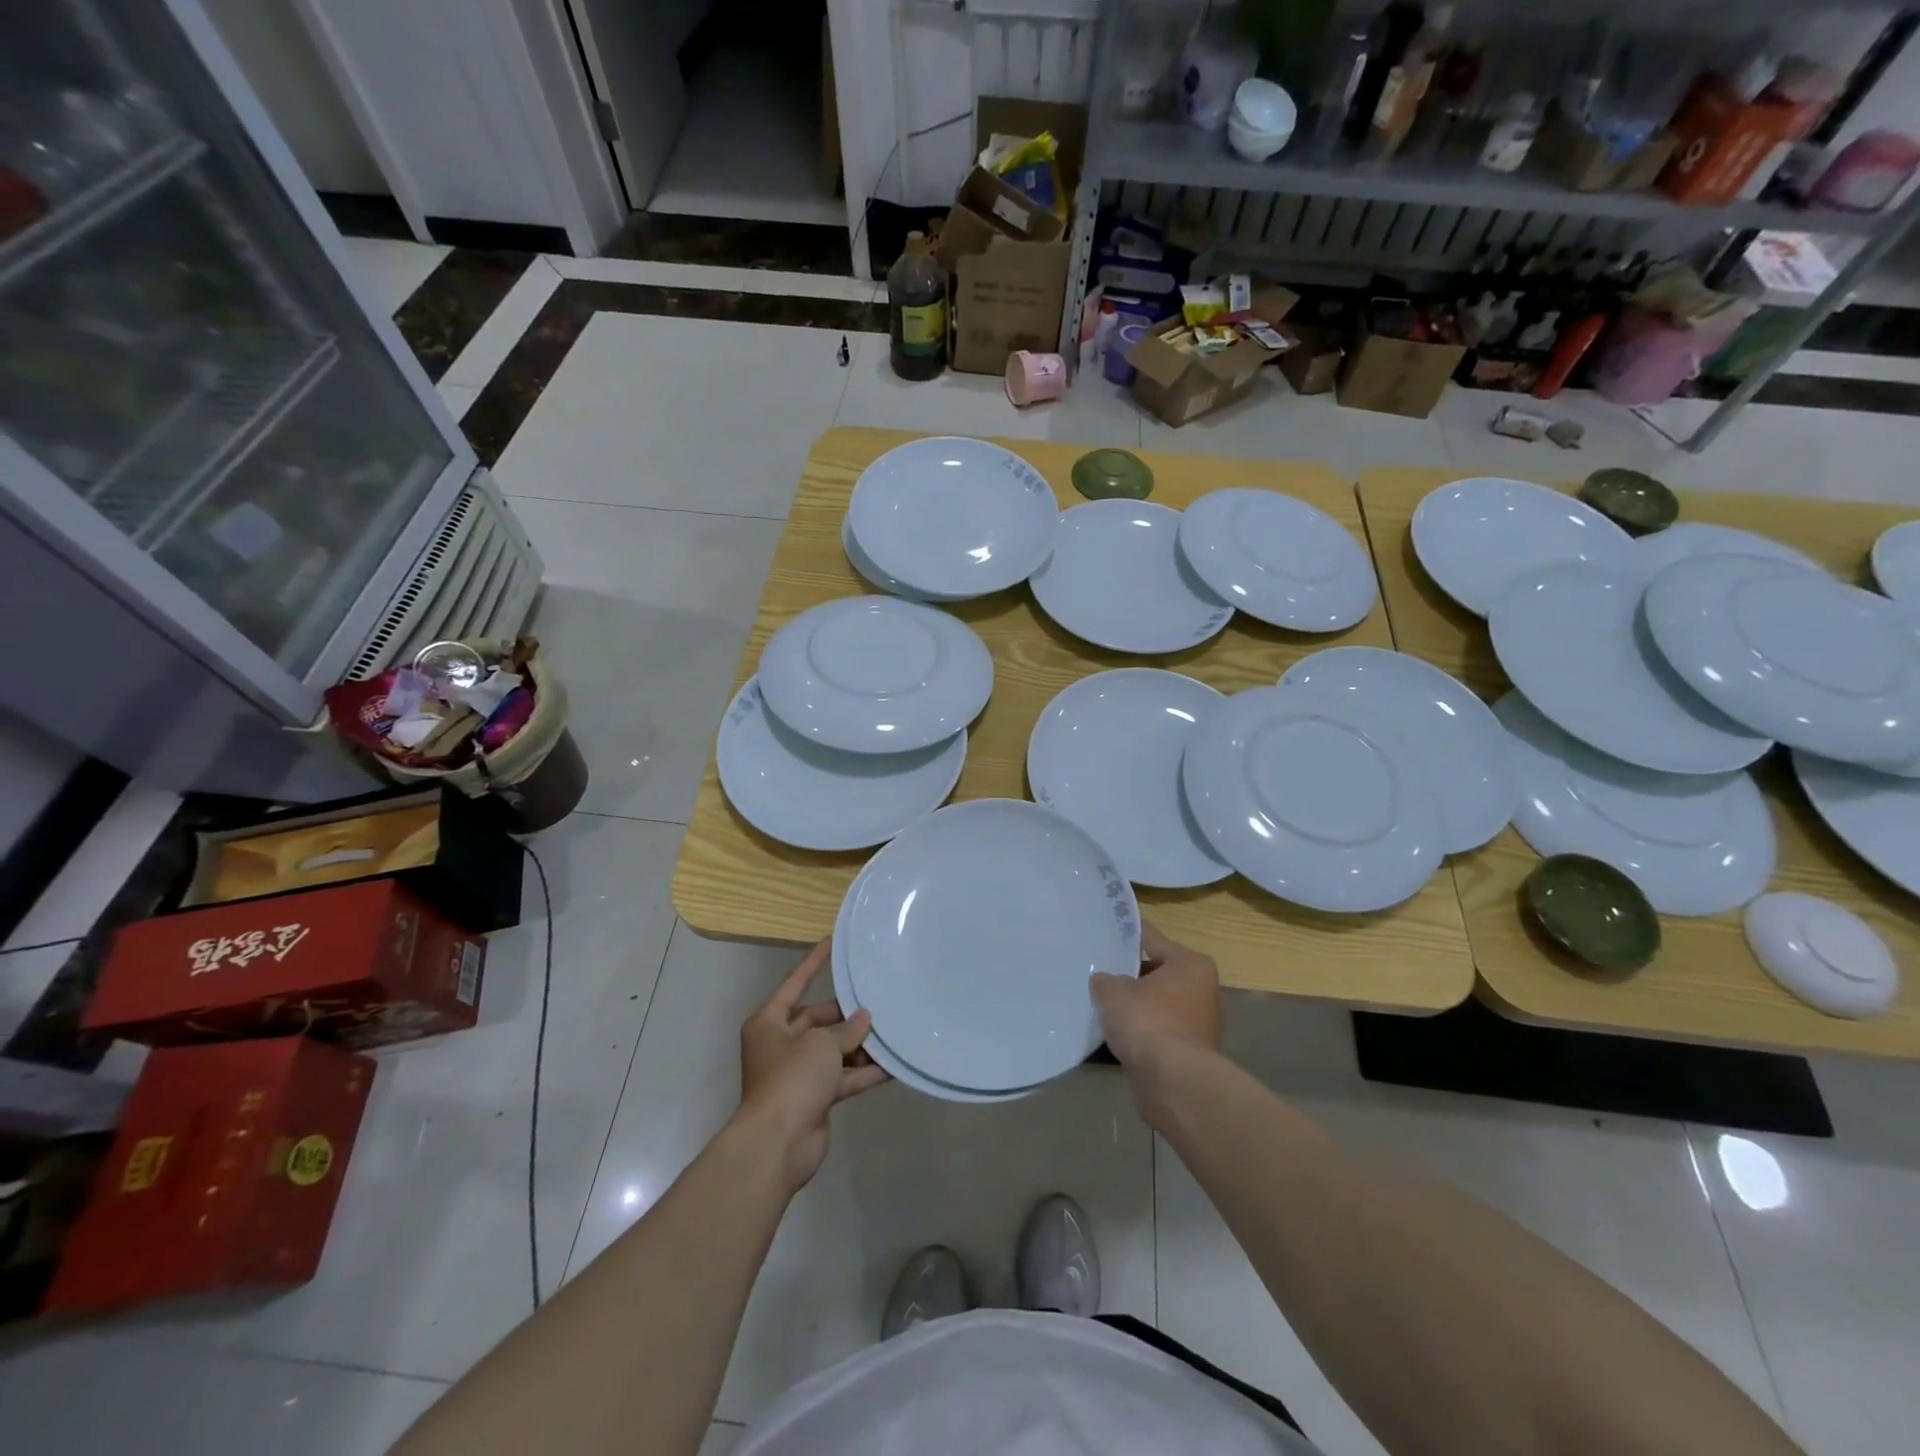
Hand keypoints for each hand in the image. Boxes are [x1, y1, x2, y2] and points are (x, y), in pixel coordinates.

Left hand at [738, 939, 888, 1192]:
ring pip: (834, 1050)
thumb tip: (863, 1019)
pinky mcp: (815, 1097)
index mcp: (770, 1022)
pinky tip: (894, 1065)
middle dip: (847, 1014)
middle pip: (818, 1019)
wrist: (778, 1143)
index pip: (795, 983)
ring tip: (892, 1029)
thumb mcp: (821, 1043)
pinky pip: (844, 1077)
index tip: (833, 941)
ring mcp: (799, 1073)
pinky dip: (865, 1072)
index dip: (814, 962)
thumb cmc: (792, 1078)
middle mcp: (781, 1044)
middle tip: (879, 1000)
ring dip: (860, 1044)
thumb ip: (845, 1029)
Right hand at [1091, 921, 1219, 1072]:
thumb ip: (1106, 980)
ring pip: (1159, 1004)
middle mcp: (1202, 990)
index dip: (1127, 935)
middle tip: (1100, 970)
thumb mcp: (1114, 991)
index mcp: (1190, 964)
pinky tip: (1116, 1032)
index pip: (1152, 938)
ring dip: (1137, 1006)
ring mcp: (1199, 1024)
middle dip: (1131, 974)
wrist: (1171, 1081)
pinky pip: (1158, 1031)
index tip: (1107, 930)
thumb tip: (1104, 981)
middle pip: (1158, 973)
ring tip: (1103, 1002)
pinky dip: (1141, 1031)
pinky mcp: (1190, 1053)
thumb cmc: (1147, 1021)